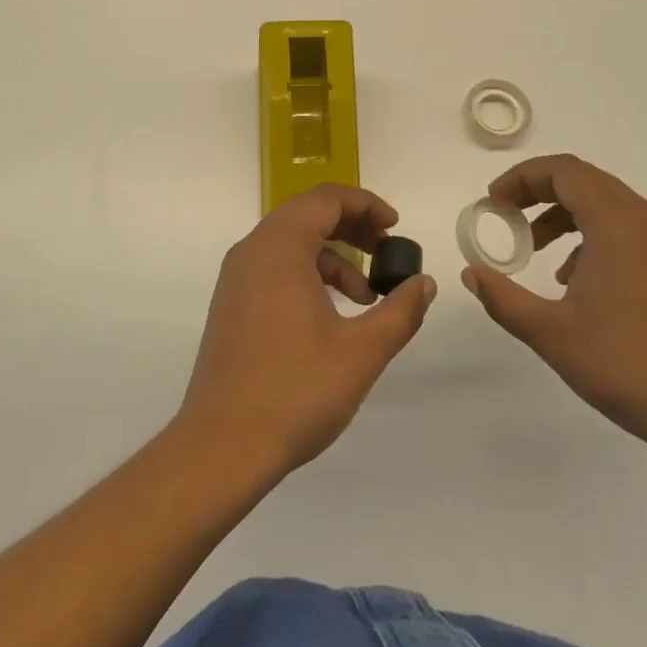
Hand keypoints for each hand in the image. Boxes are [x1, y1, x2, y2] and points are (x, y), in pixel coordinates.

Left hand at [175, 185, 436, 481]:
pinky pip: (275, 268)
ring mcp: (236, 278)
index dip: (366, 204)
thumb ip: (400, 310)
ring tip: (366, 297)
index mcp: (279, 246)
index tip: (396, 227)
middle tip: (387, 251)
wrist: (222, 447)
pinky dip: (308, 275)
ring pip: (291, 244)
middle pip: (308, 215)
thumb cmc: (295, 390)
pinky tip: (332, 316)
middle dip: (352, 228)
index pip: (326, 199)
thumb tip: (424, 282)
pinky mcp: (231, 304)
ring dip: (333, 257)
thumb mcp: (362, 351)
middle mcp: (252, 250)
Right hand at [461, 154, 646, 460]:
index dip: (522, 178)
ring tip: (534, 249)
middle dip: (538, 192)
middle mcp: (645, 218)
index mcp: (617, 222)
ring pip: (605, 203)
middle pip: (583, 180)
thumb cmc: (627, 365)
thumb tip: (470, 273)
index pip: (563, 171)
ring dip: (563, 214)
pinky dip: (590, 234)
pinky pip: (624, 227)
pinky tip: (573, 278)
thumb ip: (503, 298)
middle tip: (506, 216)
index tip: (493, 201)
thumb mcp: (551, 333)